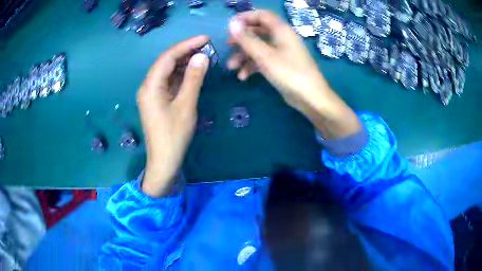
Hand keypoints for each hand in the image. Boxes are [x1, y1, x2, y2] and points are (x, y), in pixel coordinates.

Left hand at [137, 35, 209, 196]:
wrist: (164, 161)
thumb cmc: (174, 135)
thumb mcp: (186, 106)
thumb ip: (194, 79)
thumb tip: (202, 56)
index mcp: (150, 86)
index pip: (168, 57)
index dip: (186, 45)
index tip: (205, 38)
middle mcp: (148, 86)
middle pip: (166, 62)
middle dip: (186, 52)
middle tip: (207, 46)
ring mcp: (152, 93)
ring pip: (168, 71)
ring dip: (185, 62)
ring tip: (204, 55)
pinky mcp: (158, 100)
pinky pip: (170, 81)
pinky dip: (182, 75)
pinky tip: (194, 71)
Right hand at [227, 10, 360, 138]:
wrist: (310, 98)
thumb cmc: (289, 73)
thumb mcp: (265, 56)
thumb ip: (247, 39)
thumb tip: (232, 24)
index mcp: (281, 30)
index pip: (262, 15)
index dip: (245, 17)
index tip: (230, 25)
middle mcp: (282, 38)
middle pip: (258, 31)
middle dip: (242, 39)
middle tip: (228, 45)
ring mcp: (282, 52)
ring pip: (259, 47)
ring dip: (244, 55)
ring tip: (231, 67)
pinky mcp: (281, 65)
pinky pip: (263, 60)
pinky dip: (252, 66)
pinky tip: (243, 77)